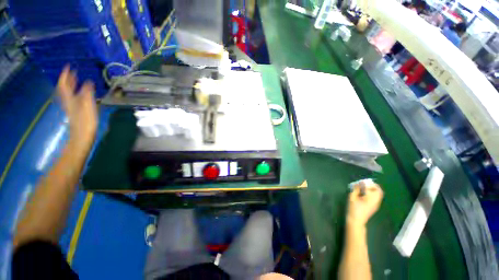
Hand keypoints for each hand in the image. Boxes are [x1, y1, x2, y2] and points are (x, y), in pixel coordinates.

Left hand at [57, 65, 97, 151]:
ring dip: (71, 86)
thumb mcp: (88, 106)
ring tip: (76, 80)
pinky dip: (75, 92)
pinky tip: (80, 93)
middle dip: (68, 79)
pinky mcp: (75, 111)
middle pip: (65, 88)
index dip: (65, 75)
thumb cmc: (85, 122)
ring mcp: (71, 107)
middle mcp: (68, 101)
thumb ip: (87, 93)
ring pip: (68, 93)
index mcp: (70, 99)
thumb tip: (88, 81)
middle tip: (73, 72)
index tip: (69, 67)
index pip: (64, 84)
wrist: (82, 137)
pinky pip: (73, 98)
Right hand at [346, 180, 382, 228]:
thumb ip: (356, 190)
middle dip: (373, 186)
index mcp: (371, 198)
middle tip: (365, 184)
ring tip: (364, 189)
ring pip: (378, 195)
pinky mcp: (374, 207)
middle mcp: (376, 201)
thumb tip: (358, 184)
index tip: (361, 182)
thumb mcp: (352, 197)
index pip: (373, 188)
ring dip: (373, 190)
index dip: (367, 183)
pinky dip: (372, 194)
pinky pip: (376, 198)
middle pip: (379, 191)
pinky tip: (364, 195)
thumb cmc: (353, 209)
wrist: (356, 221)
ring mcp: (376, 205)